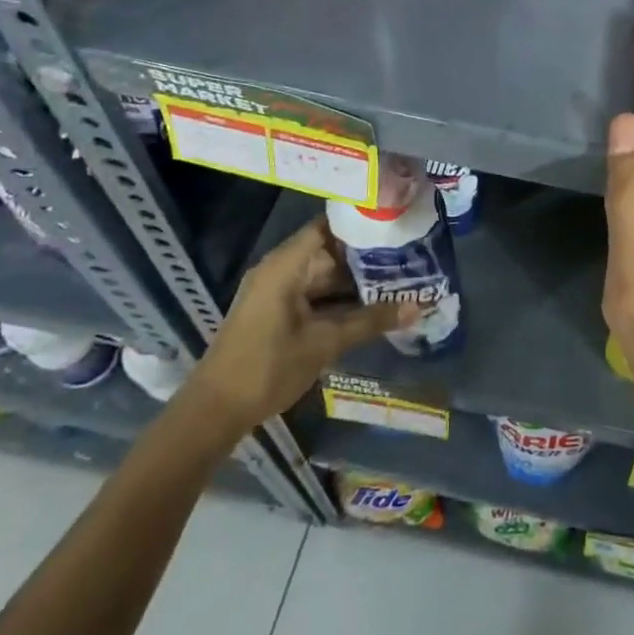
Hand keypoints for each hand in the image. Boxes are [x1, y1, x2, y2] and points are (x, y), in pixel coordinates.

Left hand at [188, 217, 414, 433]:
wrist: (214, 412)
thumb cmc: (268, 367)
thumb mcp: (325, 343)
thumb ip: (371, 321)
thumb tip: (419, 307)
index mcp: (286, 265)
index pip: (329, 226)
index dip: (361, 222)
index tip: (395, 222)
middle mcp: (280, 269)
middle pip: (329, 250)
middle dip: (366, 255)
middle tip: (408, 254)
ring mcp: (276, 292)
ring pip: (324, 275)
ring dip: (355, 280)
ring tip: (398, 277)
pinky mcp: (276, 312)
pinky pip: (314, 294)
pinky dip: (339, 298)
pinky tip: (371, 305)